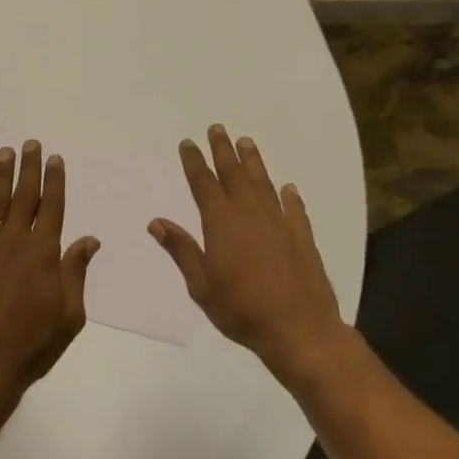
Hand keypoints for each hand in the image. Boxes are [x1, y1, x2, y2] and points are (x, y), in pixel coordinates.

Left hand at [0, 140, 100, 404]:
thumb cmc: (32, 344)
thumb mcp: (69, 314)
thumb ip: (76, 272)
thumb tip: (89, 239)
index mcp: (44, 253)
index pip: (52, 207)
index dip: (54, 181)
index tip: (54, 158)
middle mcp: (14, 241)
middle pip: (23, 197)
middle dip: (28, 169)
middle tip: (30, 144)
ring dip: (0, 177)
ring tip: (4, 154)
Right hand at [149, 125, 350, 387]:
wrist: (299, 329)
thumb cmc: (241, 310)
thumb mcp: (201, 285)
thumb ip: (182, 250)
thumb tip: (157, 222)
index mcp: (222, 224)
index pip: (204, 184)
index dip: (194, 162)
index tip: (188, 143)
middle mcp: (250, 215)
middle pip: (234, 175)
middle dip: (223, 151)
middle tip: (217, 129)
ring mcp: (279, 223)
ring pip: (263, 184)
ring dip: (253, 162)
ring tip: (246, 142)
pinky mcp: (302, 237)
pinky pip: (294, 209)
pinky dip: (289, 196)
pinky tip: (288, 188)